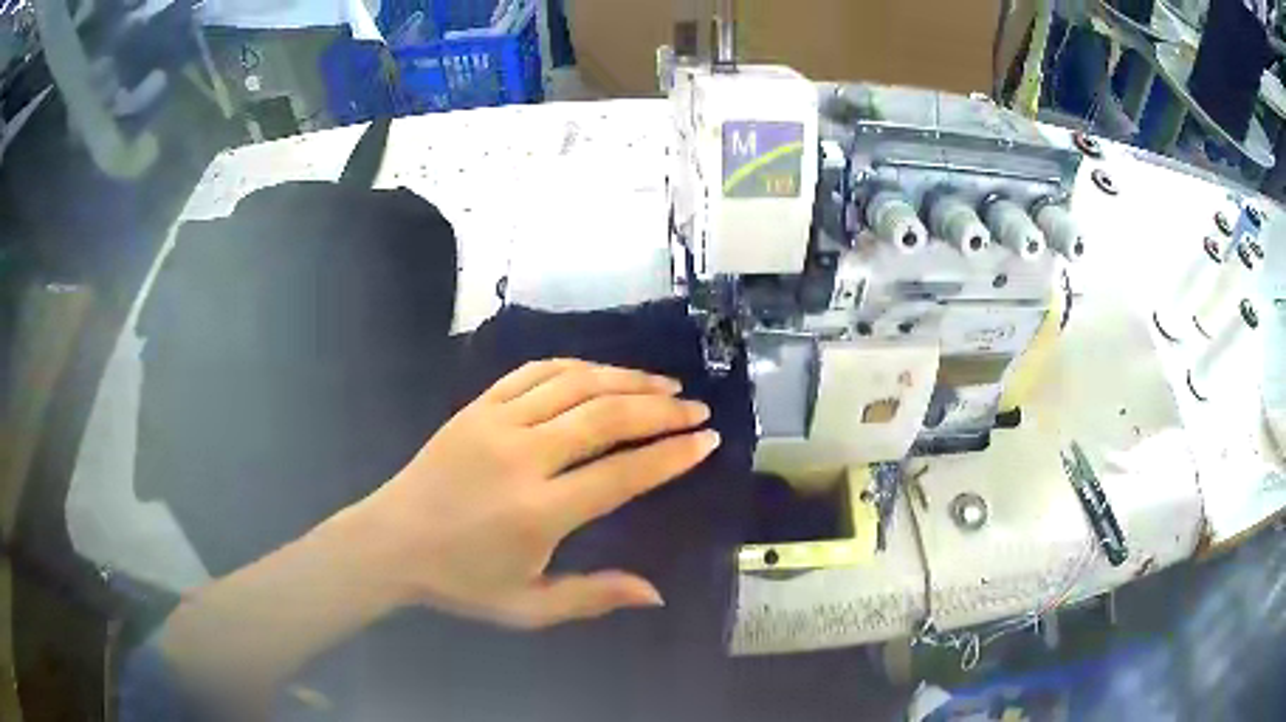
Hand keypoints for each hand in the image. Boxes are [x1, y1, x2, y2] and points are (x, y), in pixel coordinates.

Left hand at [348, 359, 719, 628]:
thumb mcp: (527, 608)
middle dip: (660, 409)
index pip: (622, 473)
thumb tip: (656, 593)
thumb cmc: (460, 581)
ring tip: (664, 382)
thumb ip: (592, 597)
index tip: (707, 440)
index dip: (671, 455)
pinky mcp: (477, 406)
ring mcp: (496, 423)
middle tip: (696, 408)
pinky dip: (576, 365)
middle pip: (605, 417)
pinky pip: (534, 372)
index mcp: (538, 512)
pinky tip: (602, 371)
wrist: (391, 542)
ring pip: (574, 385)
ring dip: (625, 378)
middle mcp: (522, 458)